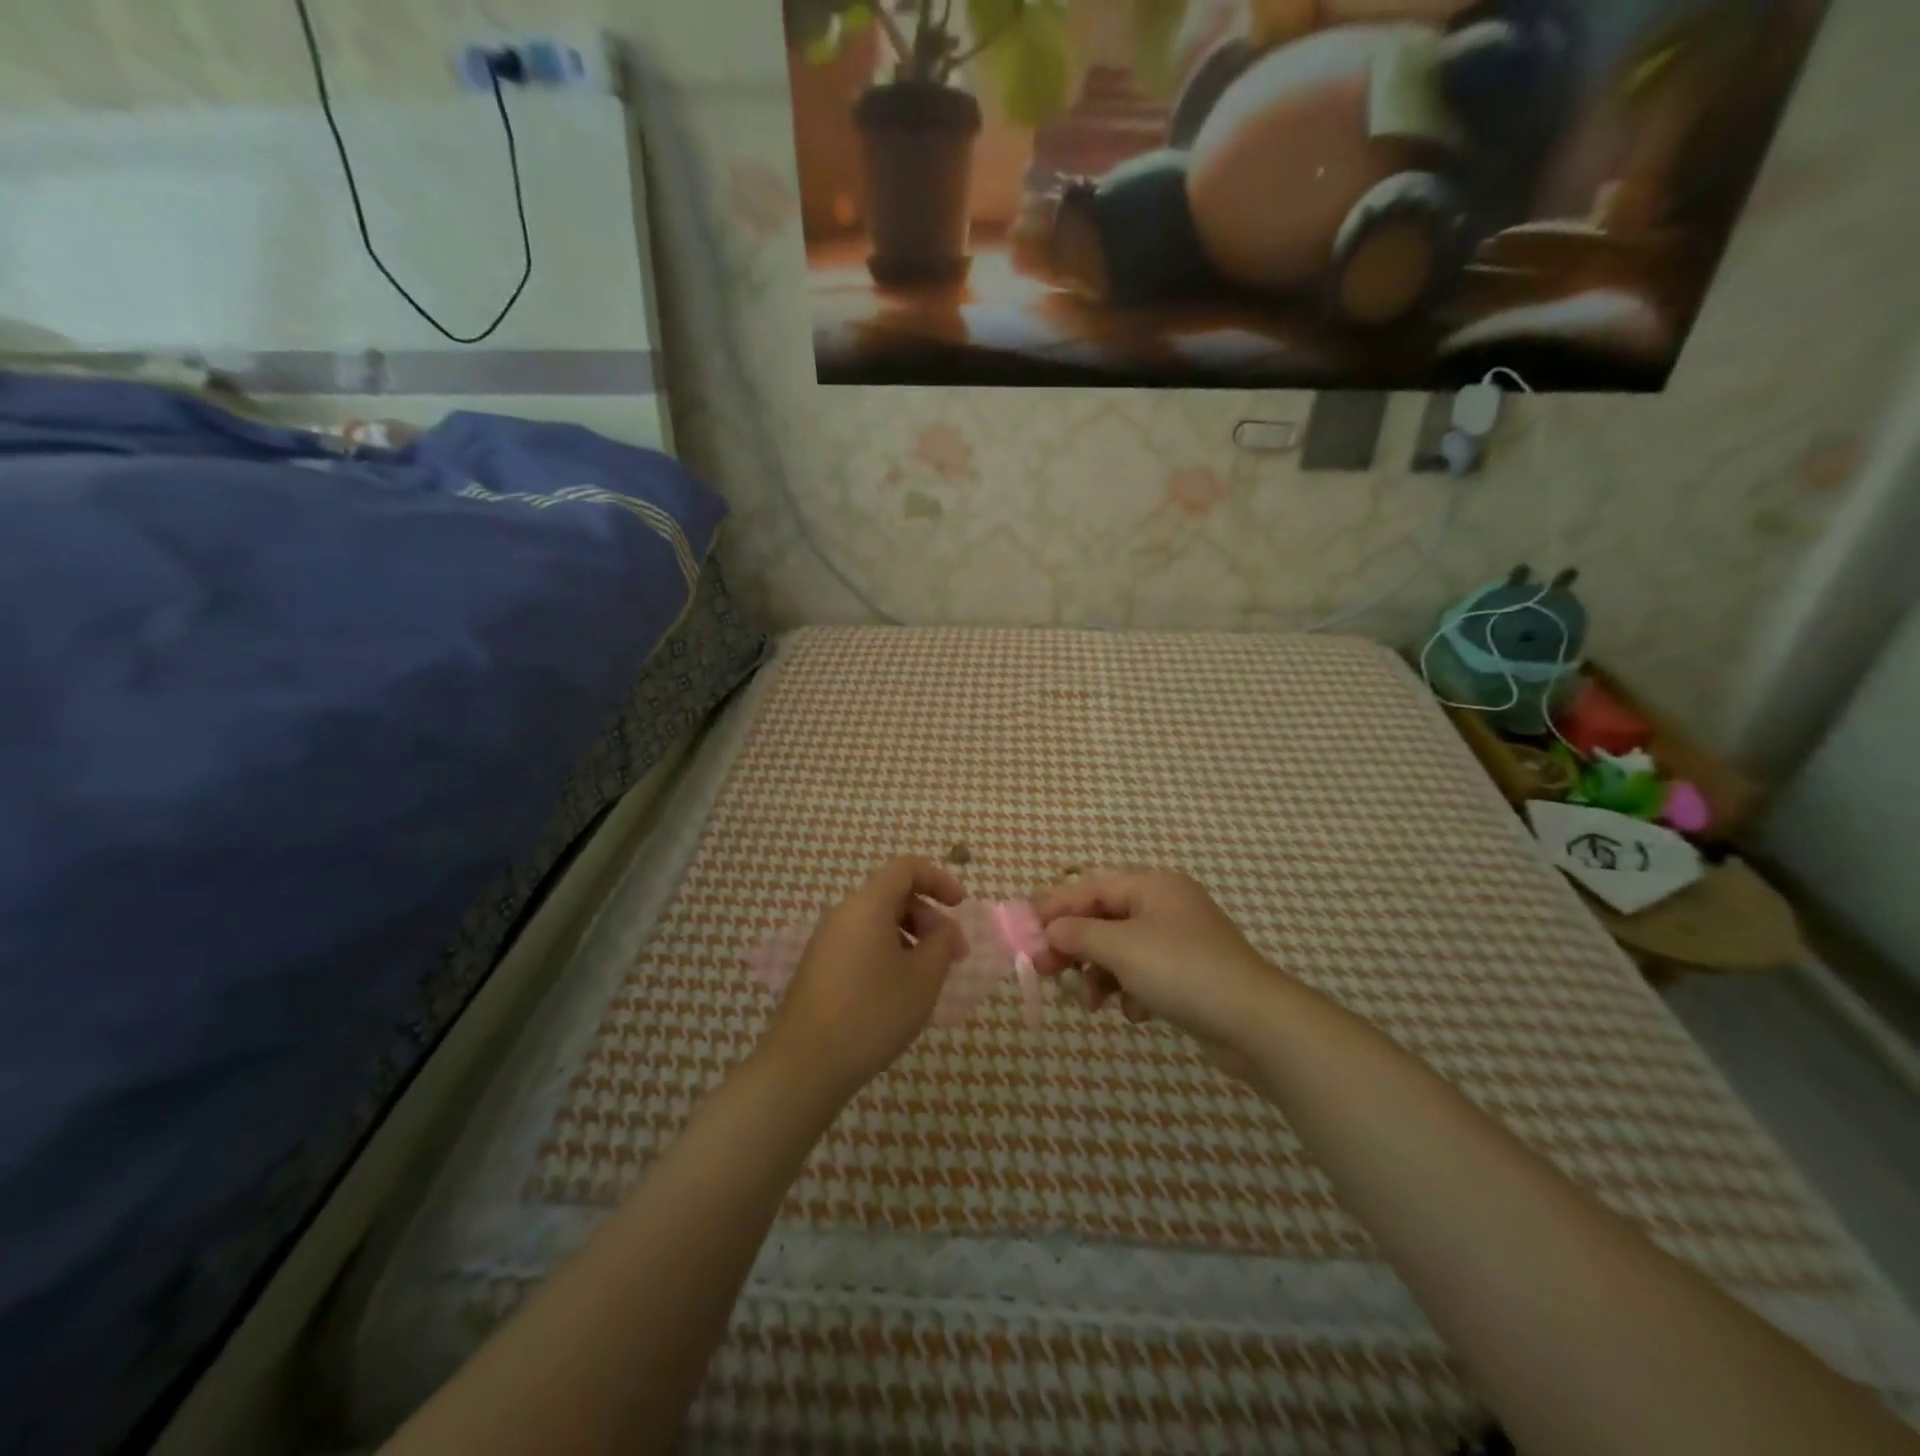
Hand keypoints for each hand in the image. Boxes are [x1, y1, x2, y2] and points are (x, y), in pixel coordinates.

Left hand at [763, 857, 966, 1095]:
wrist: (805, 1065)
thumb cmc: (872, 1013)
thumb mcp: (923, 978)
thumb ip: (942, 943)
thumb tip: (943, 930)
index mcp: (867, 905)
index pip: (906, 868)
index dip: (939, 879)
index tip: (961, 906)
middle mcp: (843, 914)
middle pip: (893, 896)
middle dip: (930, 917)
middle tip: (954, 955)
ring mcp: (826, 942)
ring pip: (878, 923)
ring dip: (911, 938)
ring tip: (930, 977)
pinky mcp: (819, 969)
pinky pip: (862, 944)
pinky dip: (889, 954)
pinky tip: (899, 992)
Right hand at [1033, 870, 1279, 1060]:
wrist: (1255, 1023)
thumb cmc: (1181, 971)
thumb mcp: (1121, 947)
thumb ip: (1077, 933)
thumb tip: (1050, 930)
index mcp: (1152, 885)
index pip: (1090, 886)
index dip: (1054, 906)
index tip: (1025, 930)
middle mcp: (1165, 905)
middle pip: (1103, 918)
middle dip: (1075, 945)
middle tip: (1044, 970)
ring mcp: (1179, 940)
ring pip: (1121, 949)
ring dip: (1100, 974)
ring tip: (1092, 1003)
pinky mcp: (1189, 974)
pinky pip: (1144, 973)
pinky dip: (1131, 990)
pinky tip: (1136, 1012)